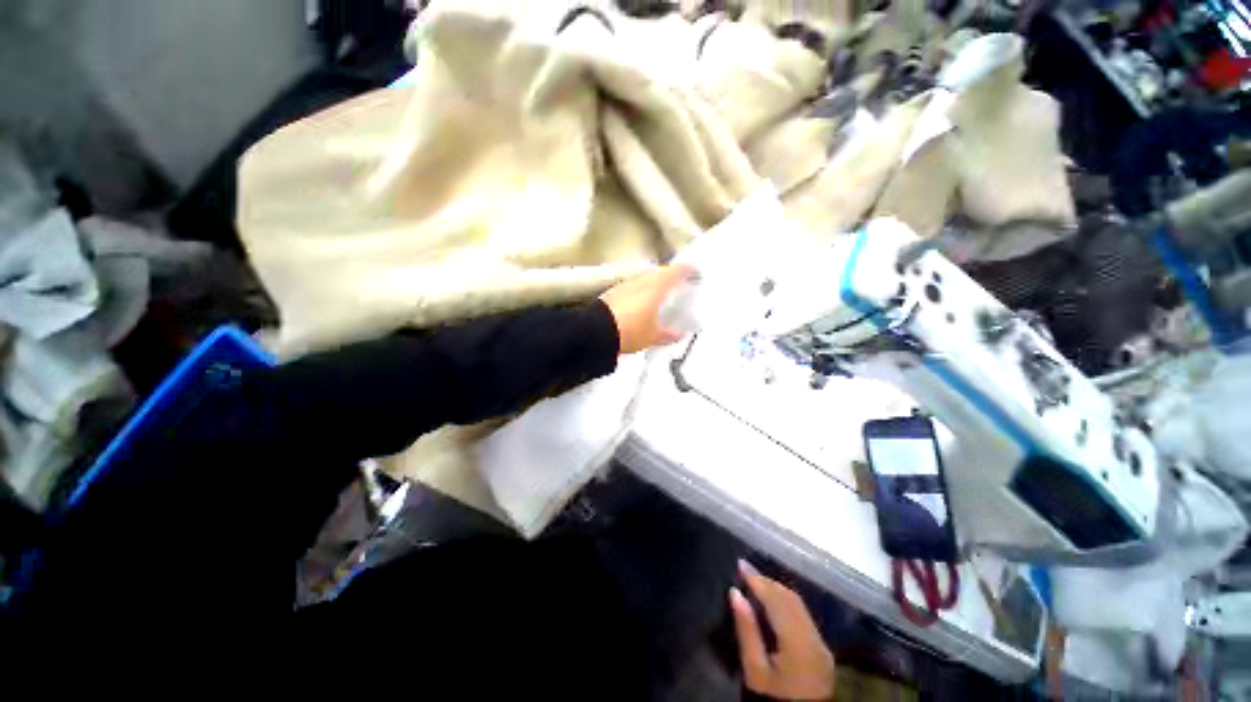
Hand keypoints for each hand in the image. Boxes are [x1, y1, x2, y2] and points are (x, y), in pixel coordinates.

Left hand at [599, 264, 693, 354]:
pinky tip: (641, 300)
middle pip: (659, 272)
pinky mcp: (614, 291)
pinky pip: (633, 285)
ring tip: (662, 290)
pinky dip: (642, 288)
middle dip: (670, 274)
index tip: (694, 271)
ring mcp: (626, 284)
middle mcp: (641, 281)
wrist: (596, 332)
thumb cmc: (629, 331)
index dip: (686, 270)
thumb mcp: (652, 337)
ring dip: (655, 280)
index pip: (675, 272)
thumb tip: (679, 334)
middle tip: (679, 281)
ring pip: (645, 277)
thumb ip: (668, 334)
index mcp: (655, 288)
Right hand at [730, 560, 835, 700]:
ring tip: (755, 579)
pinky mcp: (822, 649)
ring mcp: (822, 645)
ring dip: (776, 589)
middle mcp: (815, 640)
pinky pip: (803, 615)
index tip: (740, 564)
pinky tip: (771, 598)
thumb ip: (747, 630)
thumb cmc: (772, 700)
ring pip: (799, 605)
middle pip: (791, 600)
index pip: (777, 602)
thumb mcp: (754, 671)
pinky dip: (786, 602)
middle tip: (745, 569)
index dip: (758, 580)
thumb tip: (735, 593)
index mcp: (799, 645)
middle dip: (767, 581)